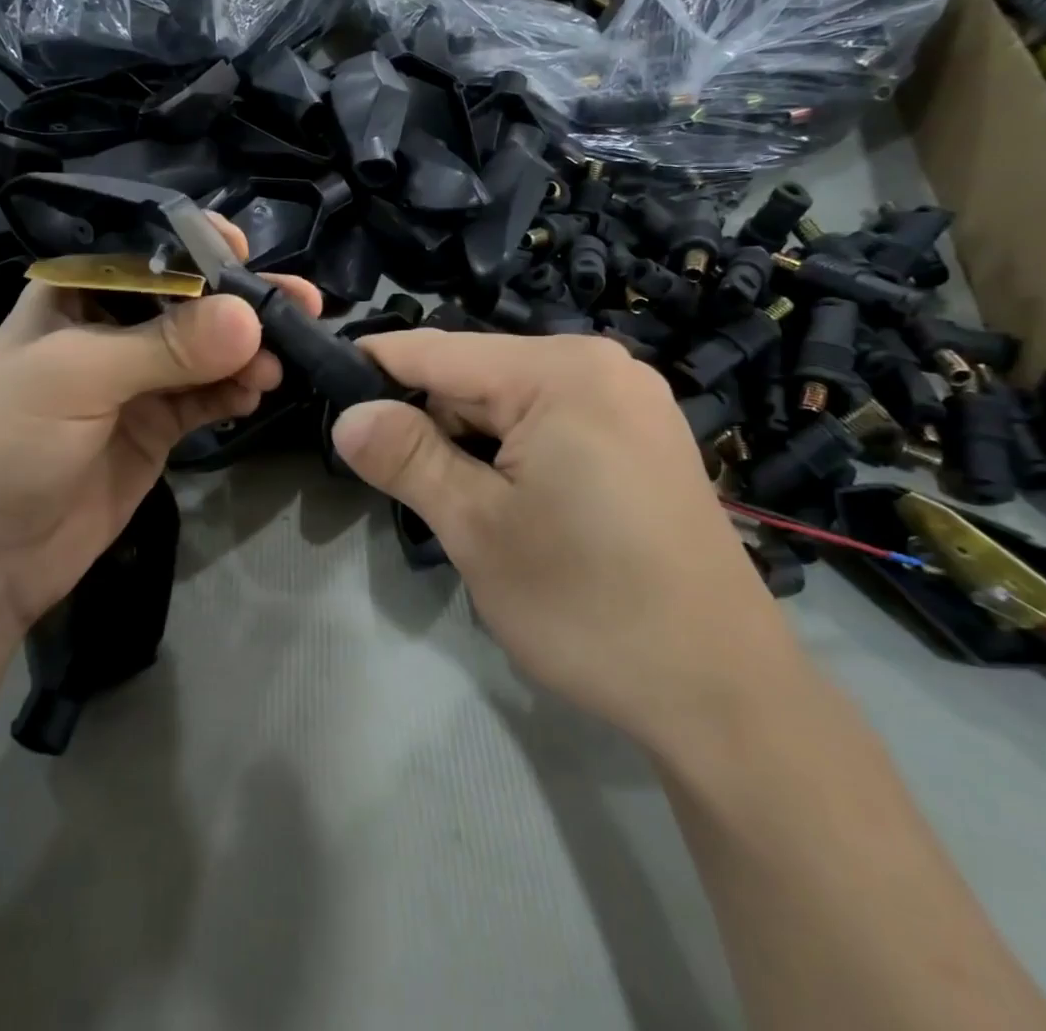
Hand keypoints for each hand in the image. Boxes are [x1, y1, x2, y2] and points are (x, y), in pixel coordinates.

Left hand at [0, 217, 322, 635]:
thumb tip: (250, 320)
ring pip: (208, 351)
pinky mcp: (158, 428)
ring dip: (248, 351)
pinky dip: (236, 392)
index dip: (196, 246)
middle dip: (241, 299)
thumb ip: (163, 347)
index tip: (243, 251)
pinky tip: (257, 394)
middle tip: (300, 303)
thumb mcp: (71, 377)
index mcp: (75, 296)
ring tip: (280, 362)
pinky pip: (209, 399)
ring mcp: (138, 382)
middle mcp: (111, 330)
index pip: (146, 253)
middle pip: (190, 301)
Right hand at [330, 331, 801, 747]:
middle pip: (476, 375)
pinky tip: (509, 502)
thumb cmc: (589, 606)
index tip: (321, 386)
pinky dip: (511, 451)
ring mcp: (629, 400)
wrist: (723, 694)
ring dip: (468, 442)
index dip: (373, 365)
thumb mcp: (477, 529)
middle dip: (427, 419)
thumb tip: (346, 414)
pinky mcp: (642, 437)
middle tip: (389, 478)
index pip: (437, 351)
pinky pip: (551, 421)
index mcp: (562, 371)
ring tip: (453, 502)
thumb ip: (406, 457)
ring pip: (511, 401)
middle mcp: (601, 366)